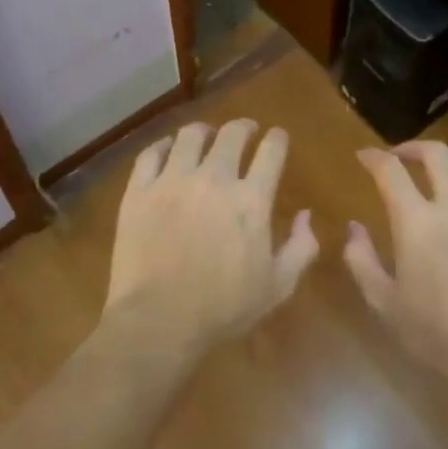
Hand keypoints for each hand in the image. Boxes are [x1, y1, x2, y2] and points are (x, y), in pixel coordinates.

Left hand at [103, 119, 319, 357]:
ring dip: (204, 132)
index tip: (277, 137)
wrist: (158, 320)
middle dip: (243, 127)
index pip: (271, 151)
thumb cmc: (222, 308)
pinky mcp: (140, 189)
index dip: (277, 139)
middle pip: (231, 134)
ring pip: (190, 135)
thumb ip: (301, 247)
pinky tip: (168, 150)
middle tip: (245, 132)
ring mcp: (173, 180)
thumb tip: (307, 214)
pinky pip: (152, 153)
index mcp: (251, 200)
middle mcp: (214, 178)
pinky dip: (164, 146)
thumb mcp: (278, 286)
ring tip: (205, 136)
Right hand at [346, 141, 447, 397]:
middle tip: (399, 156)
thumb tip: (353, 228)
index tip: (363, 156)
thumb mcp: (386, 305)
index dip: (373, 157)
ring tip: (436, 166)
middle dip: (412, 147)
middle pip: (435, 154)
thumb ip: (362, 261)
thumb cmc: (441, 335)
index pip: (390, 171)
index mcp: (417, 222)